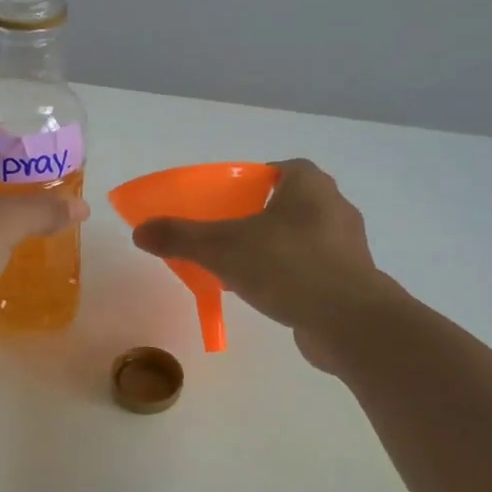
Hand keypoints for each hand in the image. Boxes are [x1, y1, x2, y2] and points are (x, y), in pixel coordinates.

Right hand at [131, 159, 396, 370]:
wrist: (349, 322)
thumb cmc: (288, 267)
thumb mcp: (222, 248)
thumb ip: (180, 237)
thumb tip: (139, 232)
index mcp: (309, 185)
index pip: (281, 169)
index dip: (254, 180)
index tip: (228, 201)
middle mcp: (334, 207)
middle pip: (291, 203)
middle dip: (261, 216)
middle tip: (229, 234)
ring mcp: (348, 246)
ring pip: (304, 238)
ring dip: (277, 248)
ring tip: (244, 268)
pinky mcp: (353, 280)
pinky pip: (315, 268)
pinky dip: (293, 276)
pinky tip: (270, 294)